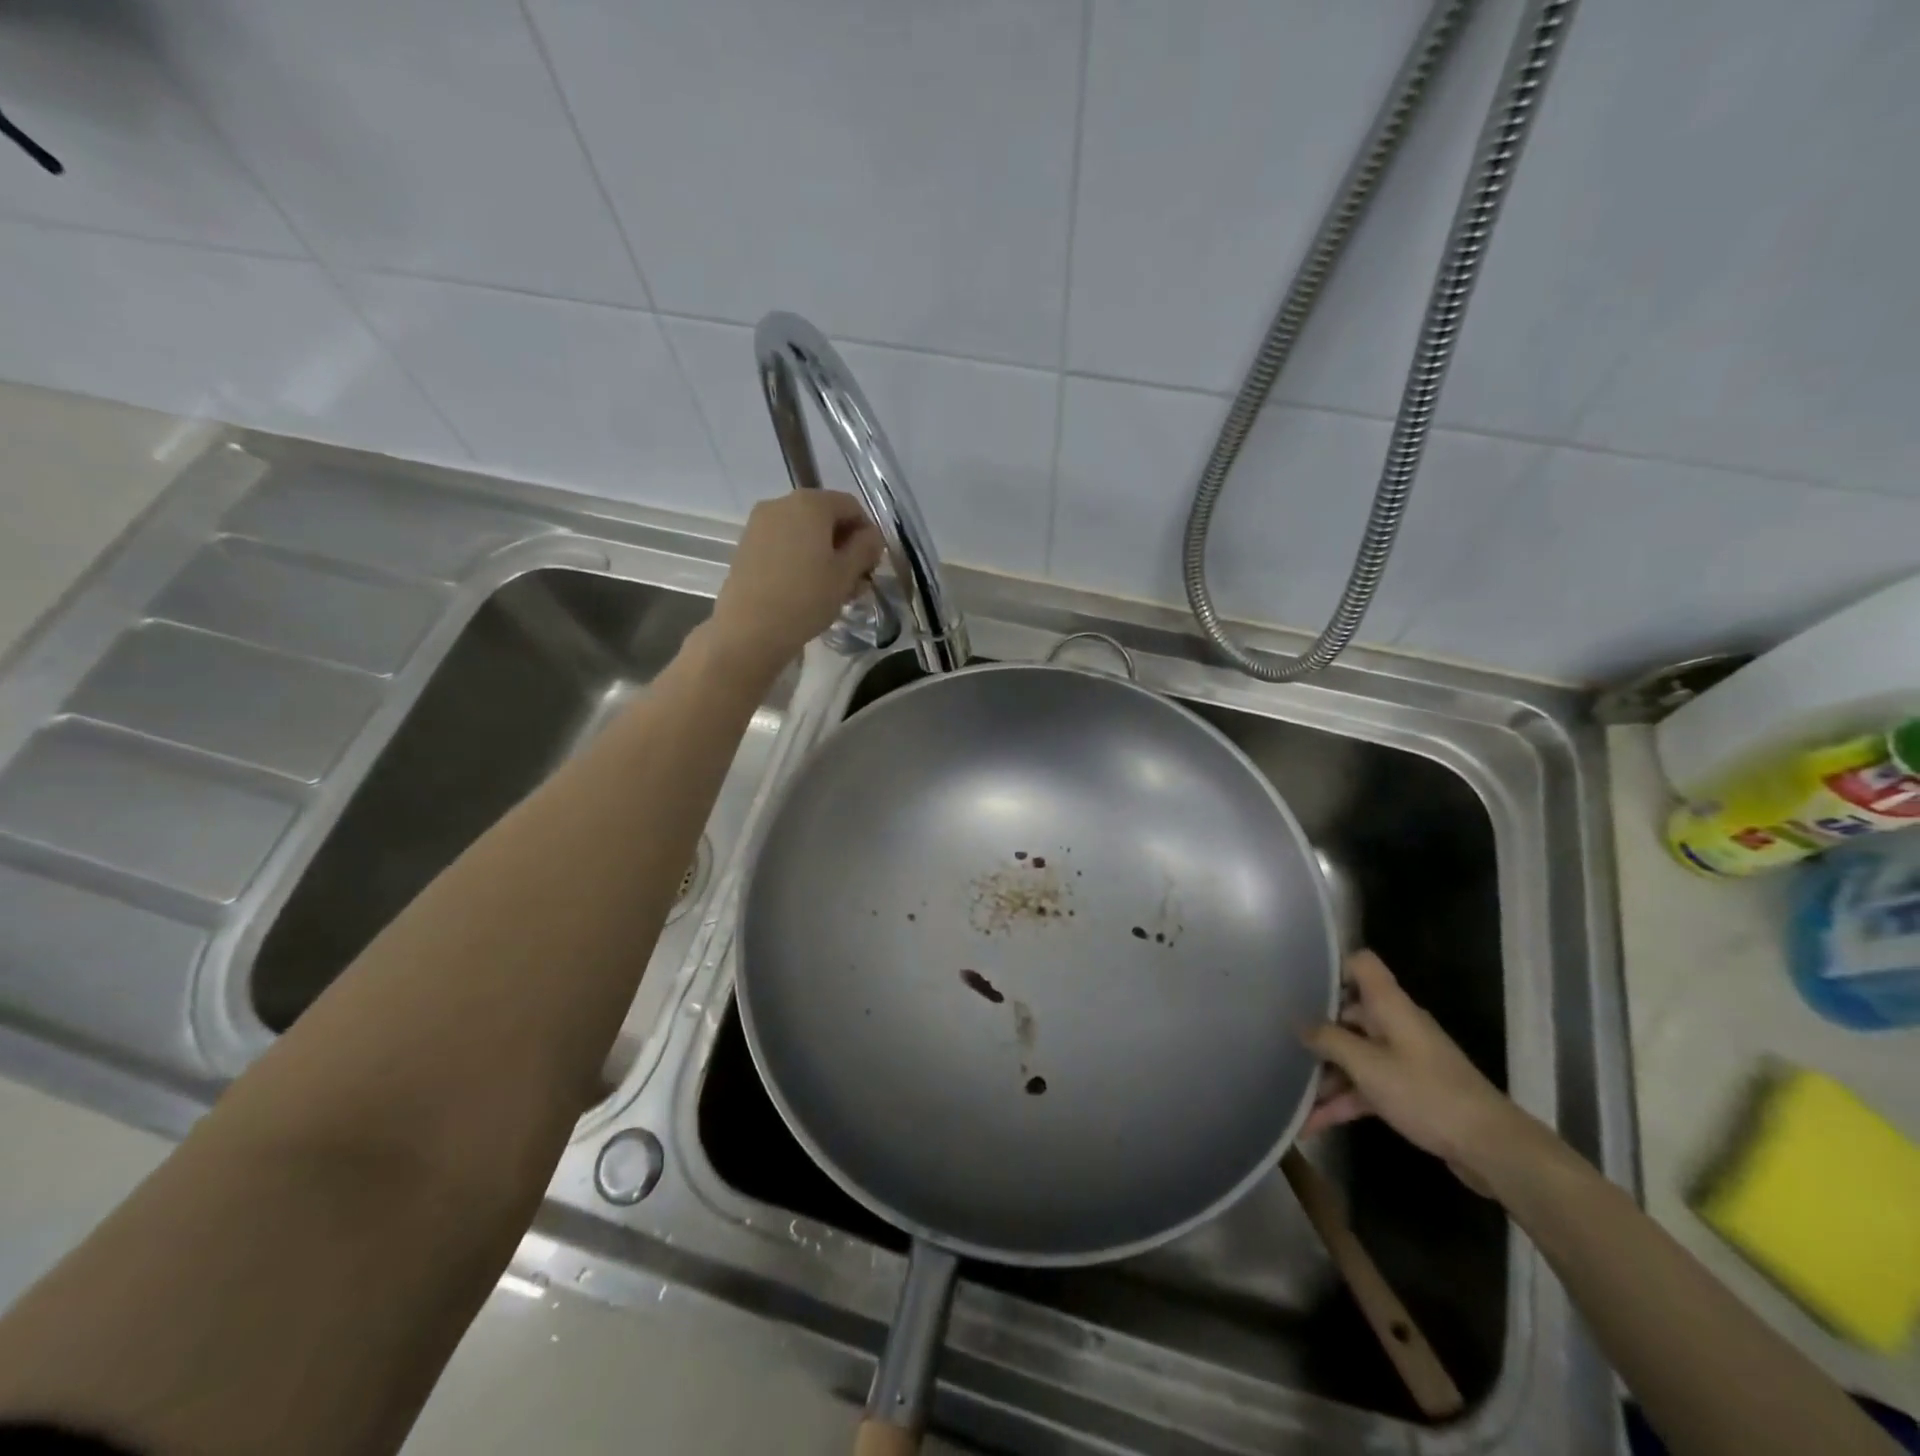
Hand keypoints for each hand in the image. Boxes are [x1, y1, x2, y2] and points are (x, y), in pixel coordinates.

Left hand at [710, 491, 882, 674]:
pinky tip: (806, 588)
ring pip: (804, 533)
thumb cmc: (806, 598)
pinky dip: (801, 559)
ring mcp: (760, 524)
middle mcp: (782, 503)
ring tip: (833, 589)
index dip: (868, 534)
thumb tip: (872, 536)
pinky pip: (784, 544)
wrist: (749, 629)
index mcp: (811, 503)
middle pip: (825, 517)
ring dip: (824, 555)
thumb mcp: (846, 574)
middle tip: (856, 581)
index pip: (851, 507)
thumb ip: (865, 548)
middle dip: (845, 546)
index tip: (872, 565)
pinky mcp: (747, 545)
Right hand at [1300, 950, 1526, 1193]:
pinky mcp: (1409, 1091)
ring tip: (1290, 1095)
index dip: (1333, 968)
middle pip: (1349, 1014)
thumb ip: (1329, 1040)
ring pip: (1355, 1055)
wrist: (1491, 1149)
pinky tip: (1312, 1124)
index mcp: (1390, 1006)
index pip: (1361, 964)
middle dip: (1317, 1032)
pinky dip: (1342, 1102)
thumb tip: (1300, 1024)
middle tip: (1282, 1044)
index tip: (1300, 985)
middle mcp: (1396, 1025)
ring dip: (1326, 1076)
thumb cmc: (1426, 1094)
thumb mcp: (1367, 1065)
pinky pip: (1366, 1087)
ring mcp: (1403, 1059)